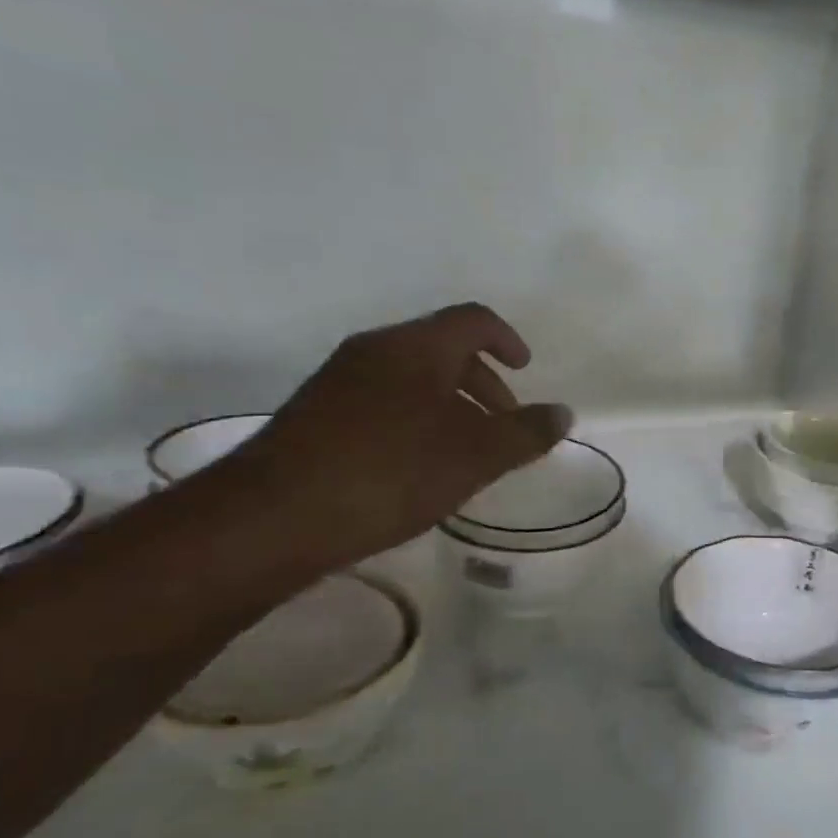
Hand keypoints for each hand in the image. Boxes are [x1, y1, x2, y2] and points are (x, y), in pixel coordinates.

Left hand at [229, 304, 569, 567]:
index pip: (473, 320)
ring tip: (463, 453)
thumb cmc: (389, 473)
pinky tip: (415, 467)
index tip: (525, 369)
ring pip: (410, 377)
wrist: (274, 516)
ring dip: (448, 405)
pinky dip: (414, 420)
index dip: (507, 339)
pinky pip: (381, 401)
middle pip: (442, 348)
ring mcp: (338, 381)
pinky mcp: (315, 415)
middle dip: (482, 381)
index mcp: (415, 346)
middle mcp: (374, 351)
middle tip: (501, 425)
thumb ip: (524, 433)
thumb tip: (563, 413)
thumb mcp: (474, 456)